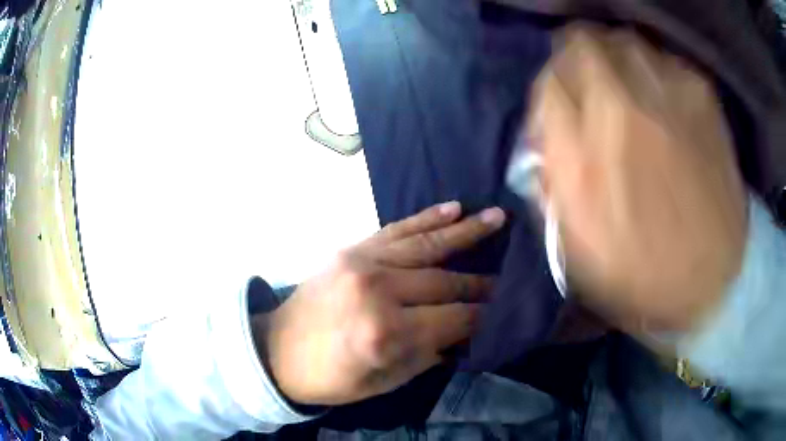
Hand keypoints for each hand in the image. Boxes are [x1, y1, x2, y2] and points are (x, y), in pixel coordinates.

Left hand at [257, 202, 504, 405]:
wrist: (276, 350)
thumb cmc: (330, 377)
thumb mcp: (383, 381)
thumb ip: (428, 355)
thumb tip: (464, 334)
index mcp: (386, 332)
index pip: (454, 318)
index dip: (483, 316)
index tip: (505, 309)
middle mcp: (377, 290)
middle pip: (445, 281)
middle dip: (481, 282)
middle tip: (508, 277)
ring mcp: (362, 262)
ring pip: (426, 245)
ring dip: (466, 231)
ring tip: (497, 217)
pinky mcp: (350, 249)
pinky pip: (396, 230)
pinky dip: (427, 219)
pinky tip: (453, 208)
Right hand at [532, 26, 746, 331]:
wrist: (715, 280)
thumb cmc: (645, 276)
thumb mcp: (579, 249)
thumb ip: (550, 185)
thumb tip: (541, 140)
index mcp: (583, 159)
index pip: (546, 86)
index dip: (549, 92)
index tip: (560, 108)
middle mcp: (621, 114)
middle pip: (580, 45)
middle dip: (576, 61)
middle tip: (588, 85)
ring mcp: (666, 98)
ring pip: (621, 42)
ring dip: (614, 59)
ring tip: (625, 88)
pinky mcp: (701, 98)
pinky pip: (664, 59)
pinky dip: (654, 70)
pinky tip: (662, 100)